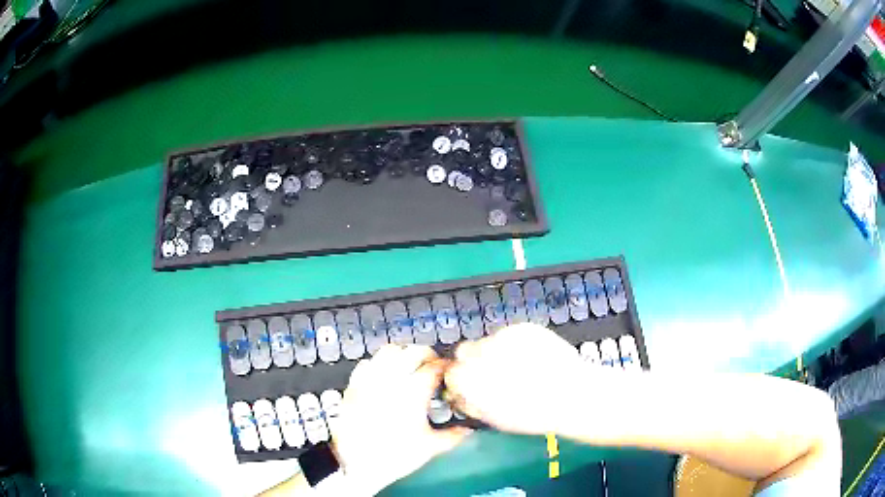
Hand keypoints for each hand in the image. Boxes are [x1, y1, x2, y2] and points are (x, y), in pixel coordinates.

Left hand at [333, 345, 470, 494]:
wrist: (355, 462)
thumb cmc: (395, 455)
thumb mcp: (430, 448)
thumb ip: (453, 436)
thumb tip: (468, 431)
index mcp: (414, 391)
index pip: (435, 367)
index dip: (446, 367)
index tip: (450, 372)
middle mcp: (392, 378)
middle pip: (413, 351)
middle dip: (427, 355)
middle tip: (433, 366)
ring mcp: (371, 379)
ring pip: (389, 351)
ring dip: (403, 354)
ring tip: (409, 366)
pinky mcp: (354, 385)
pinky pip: (367, 363)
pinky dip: (378, 364)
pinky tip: (383, 376)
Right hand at [444, 323, 592, 435]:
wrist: (572, 396)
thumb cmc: (533, 415)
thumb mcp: (494, 419)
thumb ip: (470, 403)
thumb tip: (459, 395)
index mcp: (470, 380)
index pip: (451, 372)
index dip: (462, 379)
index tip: (472, 384)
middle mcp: (481, 355)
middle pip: (465, 351)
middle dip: (475, 361)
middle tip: (495, 373)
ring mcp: (503, 338)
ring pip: (489, 341)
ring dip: (496, 351)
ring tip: (520, 367)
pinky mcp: (523, 328)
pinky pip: (511, 333)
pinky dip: (517, 343)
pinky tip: (532, 357)